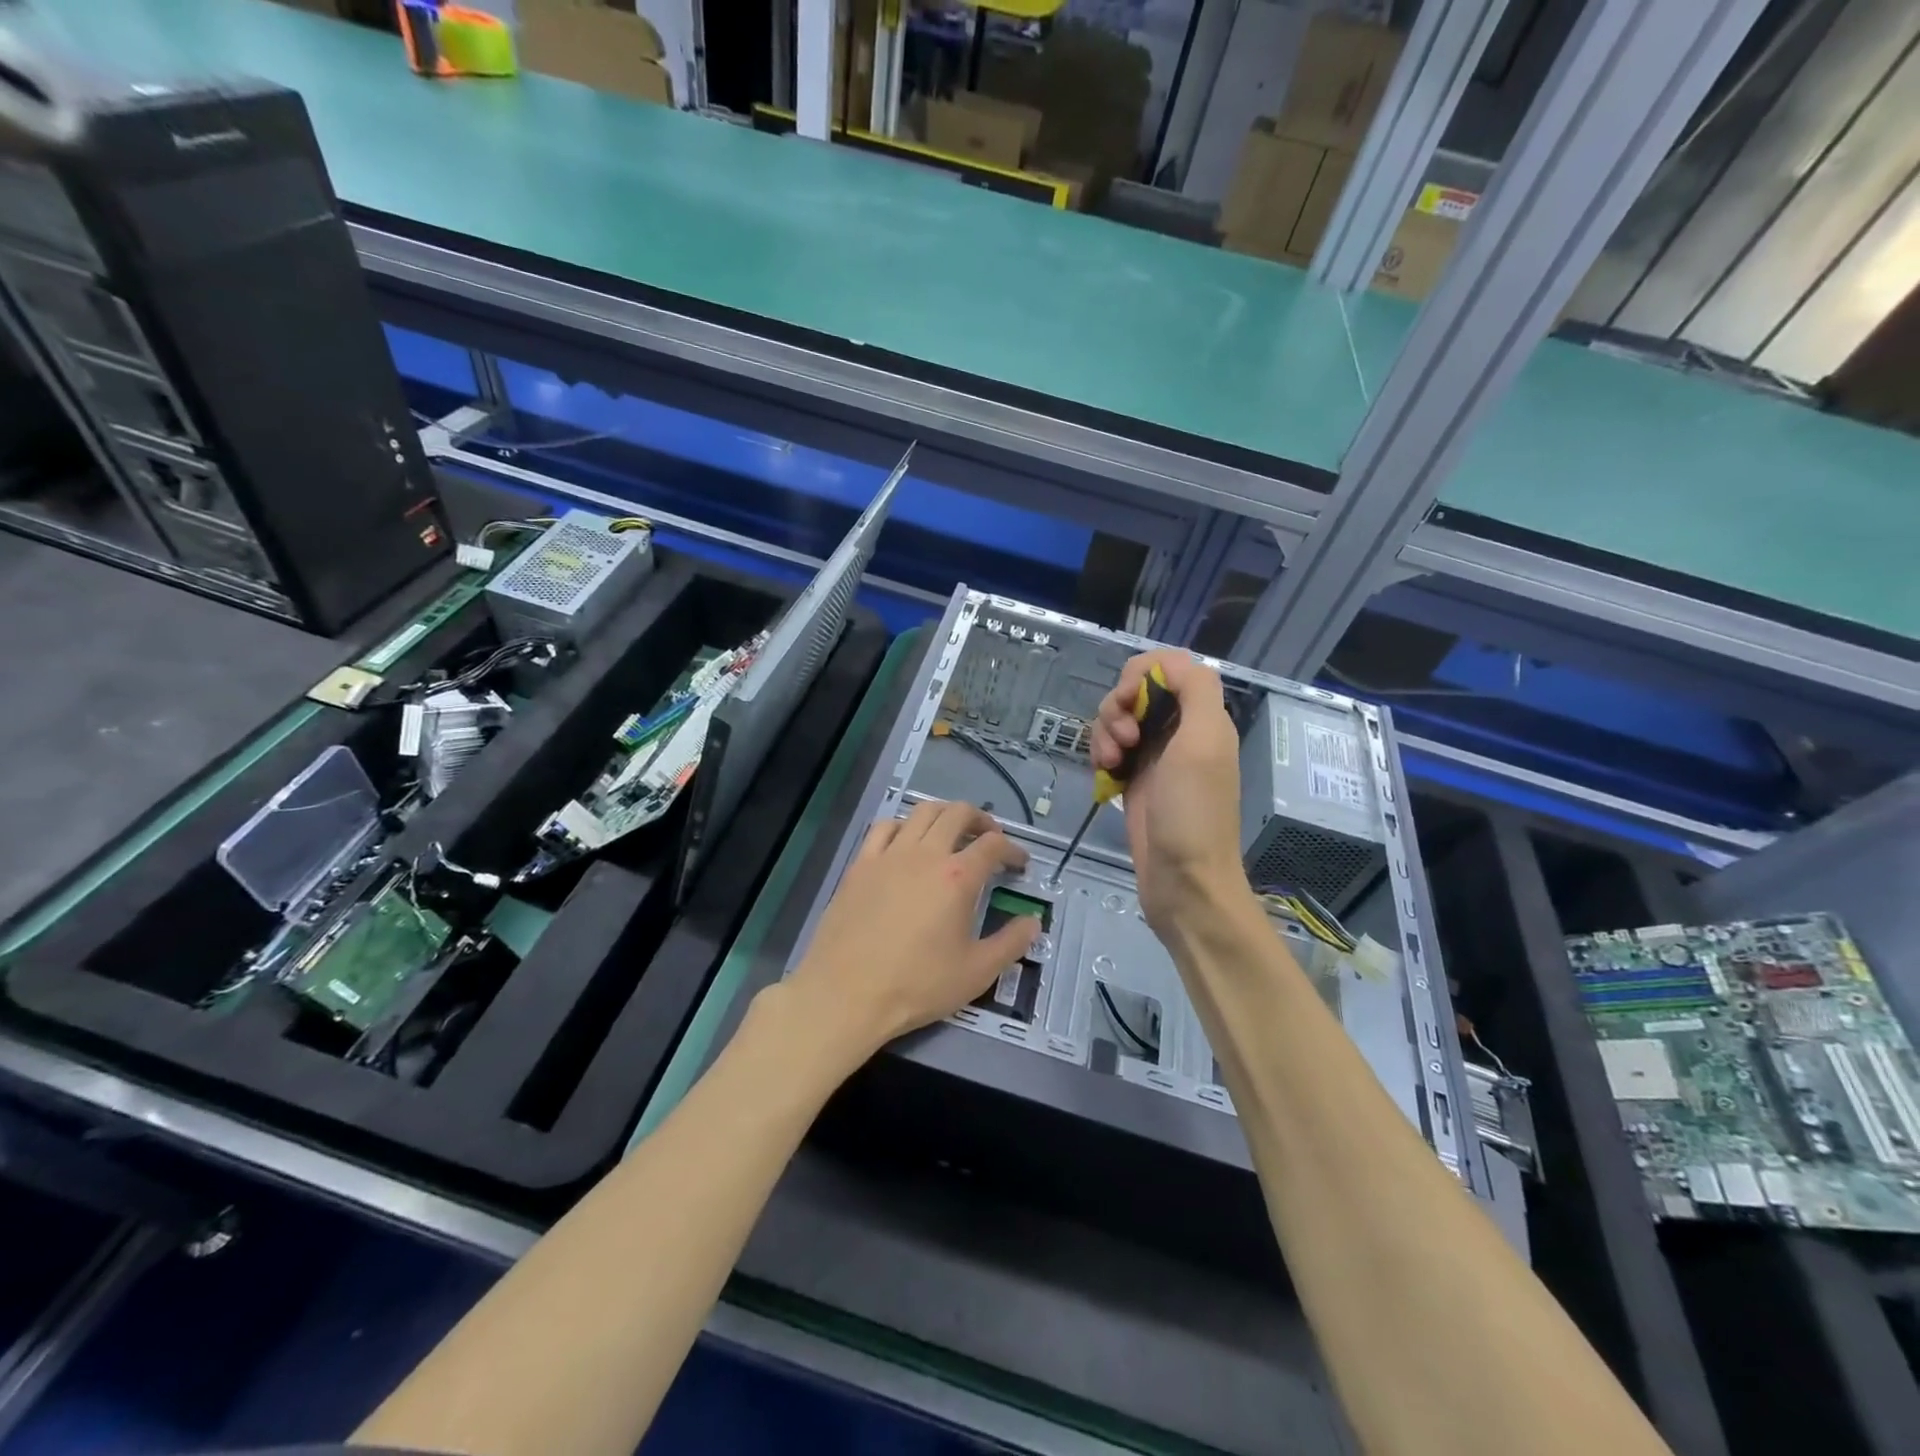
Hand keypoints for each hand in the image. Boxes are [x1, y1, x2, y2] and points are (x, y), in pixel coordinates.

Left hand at [785, 800, 1037, 1060]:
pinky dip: (903, 826)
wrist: (846, 994)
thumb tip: (1033, 922)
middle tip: (989, 839)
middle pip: (958, 813)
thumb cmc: (917, 985)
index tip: (1019, 864)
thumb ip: (1011, 943)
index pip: (994, 846)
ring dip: (944, 815)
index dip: (1012, 850)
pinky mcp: (860, 864)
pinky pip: (884, 827)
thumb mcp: (976, 973)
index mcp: (958, 876)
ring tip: (951, 833)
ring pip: (921, 812)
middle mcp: (925, 854)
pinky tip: (906, 842)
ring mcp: (888, 855)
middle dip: (981, 820)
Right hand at [1091, 650, 1247, 931]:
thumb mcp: (1204, 742)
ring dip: (1104, 733)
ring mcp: (1154, 757)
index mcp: (1201, 716)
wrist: (1183, 881)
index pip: (1167, 666)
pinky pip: (1109, 749)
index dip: (1140, 674)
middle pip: (1135, 691)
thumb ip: (1195, 689)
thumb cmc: (1193, 812)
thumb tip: (1167, 664)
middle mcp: (1178, 731)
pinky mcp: (1134, 780)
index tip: (1128, 701)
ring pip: (1117, 720)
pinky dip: (1101, 755)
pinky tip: (1105, 776)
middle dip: (1117, 708)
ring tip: (1111, 764)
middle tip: (1122, 741)